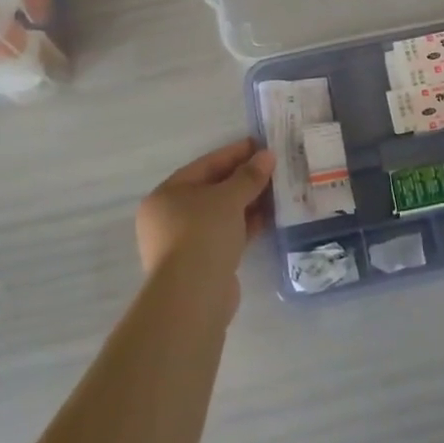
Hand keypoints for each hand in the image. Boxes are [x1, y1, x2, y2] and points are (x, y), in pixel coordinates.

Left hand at [135, 138, 275, 304]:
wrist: (193, 296)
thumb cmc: (203, 234)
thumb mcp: (228, 198)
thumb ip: (248, 176)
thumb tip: (267, 155)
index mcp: (166, 195)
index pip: (205, 165)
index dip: (234, 153)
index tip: (261, 145)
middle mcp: (169, 217)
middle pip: (211, 190)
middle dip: (243, 180)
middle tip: (273, 169)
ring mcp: (183, 243)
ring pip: (220, 215)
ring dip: (247, 203)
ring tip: (277, 192)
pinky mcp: (200, 264)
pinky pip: (225, 235)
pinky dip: (244, 226)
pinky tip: (268, 218)